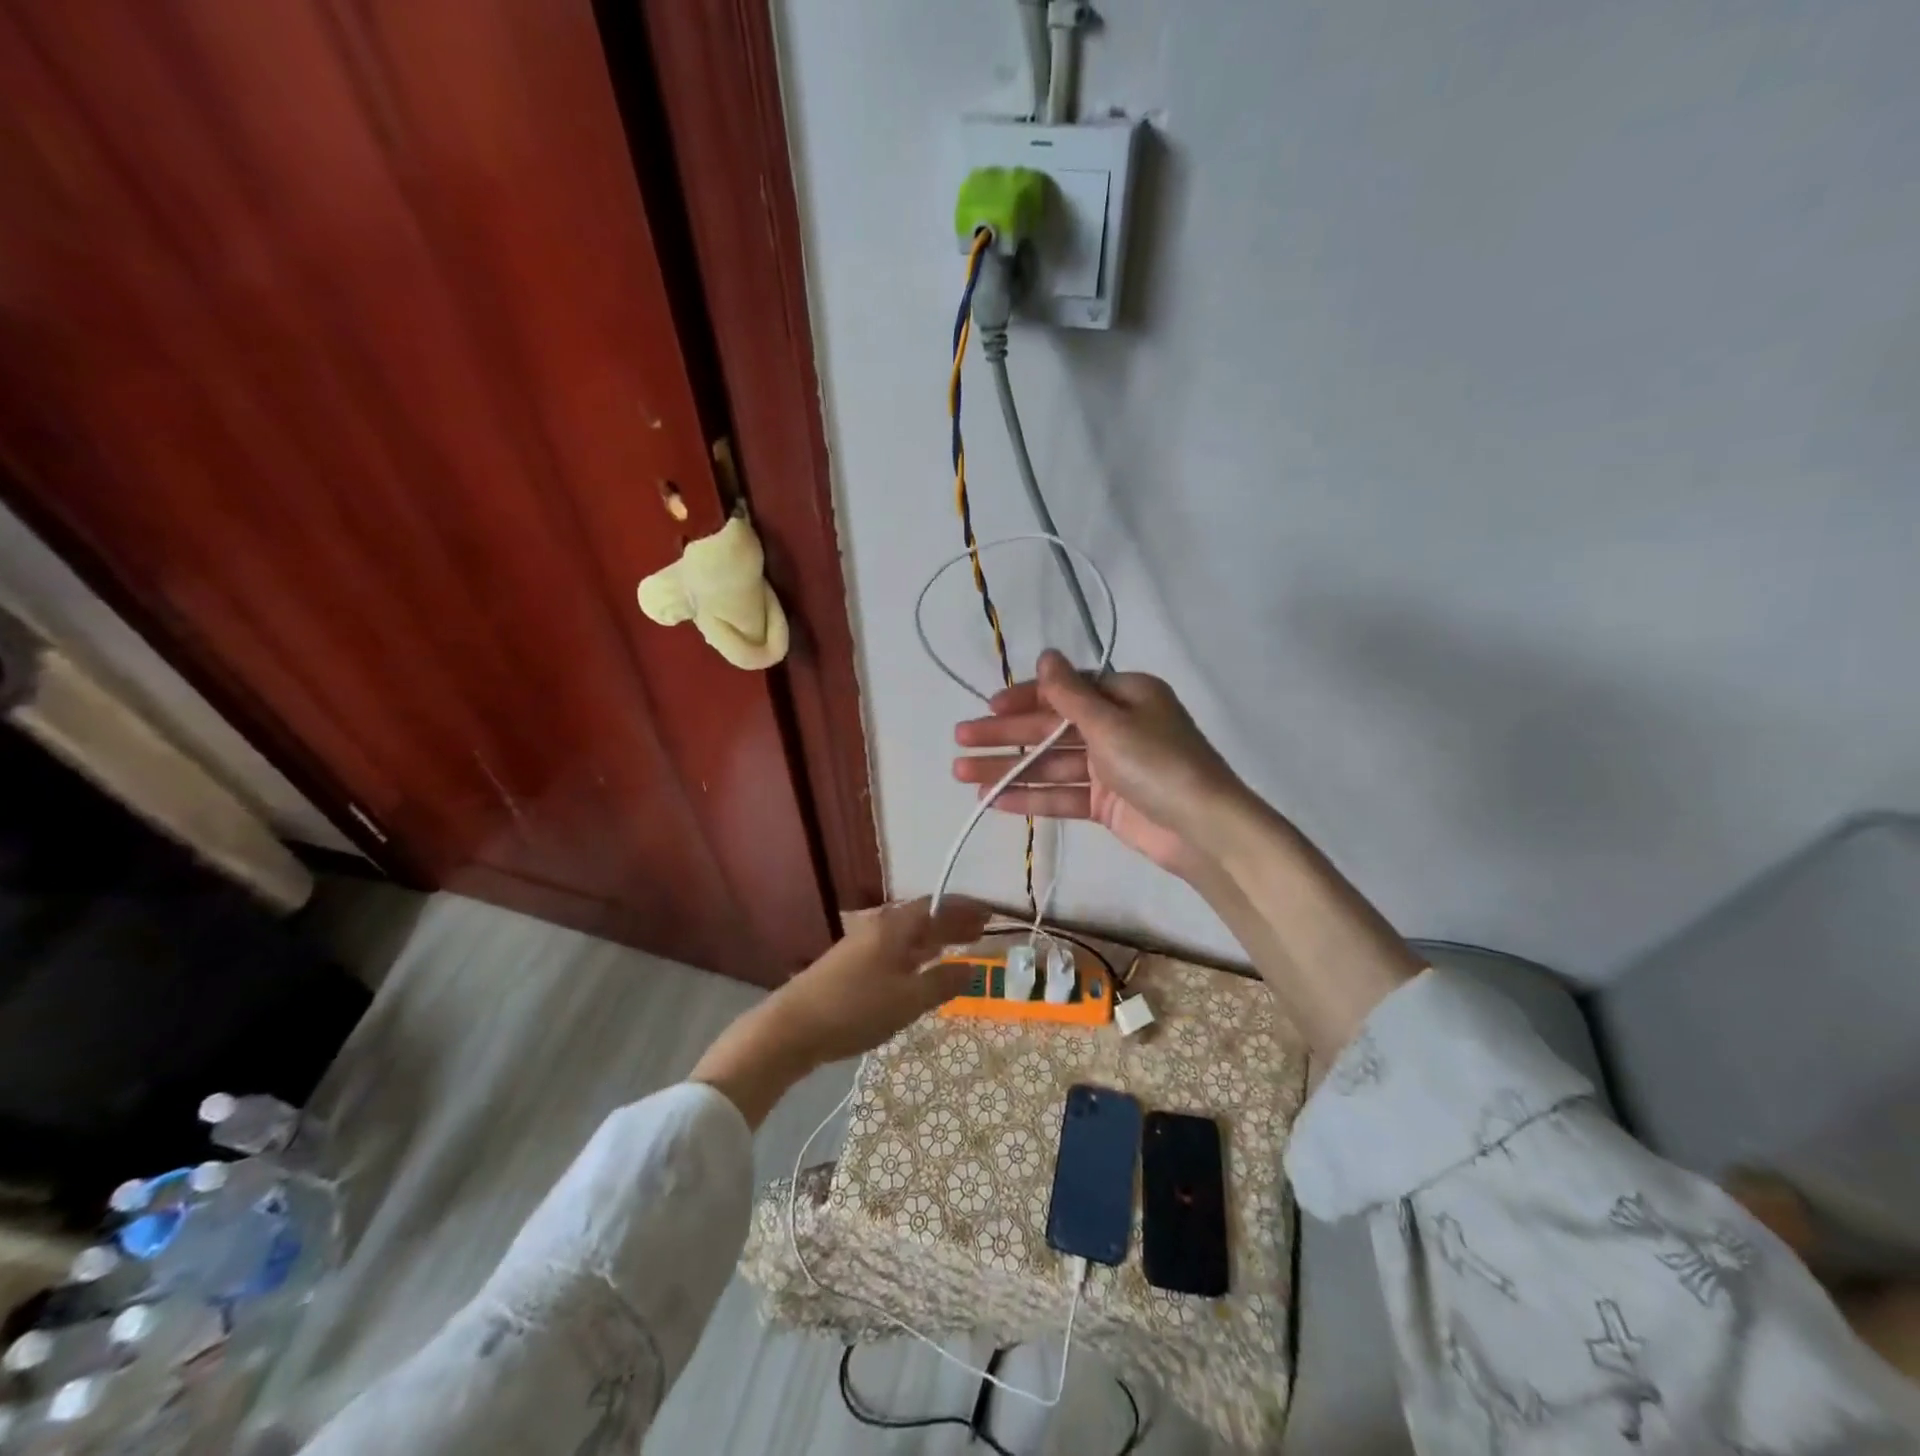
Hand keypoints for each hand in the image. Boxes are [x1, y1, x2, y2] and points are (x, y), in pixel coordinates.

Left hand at [691, 897, 989, 1125]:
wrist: (791, 1028)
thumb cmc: (855, 1009)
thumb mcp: (907, 1000)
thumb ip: (943, 983)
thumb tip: (976, 968)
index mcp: (895, 927)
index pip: (937, 907)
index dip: (964, 909)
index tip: (990, 914)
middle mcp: (879, 927)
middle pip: (922, 918)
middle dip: (952, 922)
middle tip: (981, 931)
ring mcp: (862, 945)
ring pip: (907, 934)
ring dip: (934, 938)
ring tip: (957, 946)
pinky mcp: (851, 965)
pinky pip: (895, 948)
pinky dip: (916, 952)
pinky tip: (919, 967)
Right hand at [951, 650, 1247, 879]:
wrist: (1204, 831)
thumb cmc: (1158, 763)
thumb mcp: (1111, 722)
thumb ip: (1070, 694)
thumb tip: (1045, 654)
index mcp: (1125, 696)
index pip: (1064, 690)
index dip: (1024, 697)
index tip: (988, 706)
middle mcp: (1116, 726)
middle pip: (1051, 727)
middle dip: (1005, 734)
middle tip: (961, 739)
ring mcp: (1110, 767)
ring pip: (1050, 763)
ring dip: (1009, 768)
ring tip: (963, 774)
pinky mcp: (1106, 803)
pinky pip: (1062, 794)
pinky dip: (1030, 796)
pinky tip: (993, 800)